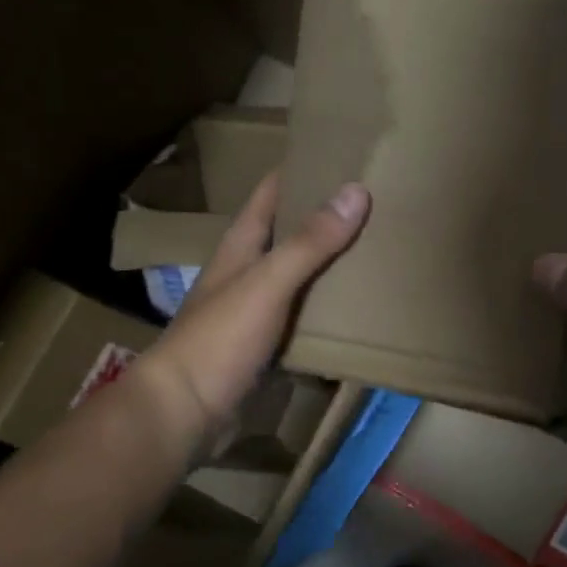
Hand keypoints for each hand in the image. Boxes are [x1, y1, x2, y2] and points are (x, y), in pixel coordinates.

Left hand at [132, 173, 368, 457]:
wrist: (186, 413)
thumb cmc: (220, 338)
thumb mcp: (268, 283)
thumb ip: (310, 242)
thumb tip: (356, 191)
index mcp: (242, 246)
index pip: (272, 192)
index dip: (302, 169)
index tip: (345, 154)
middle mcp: (249, 271)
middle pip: (292, 232)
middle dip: (328, 217)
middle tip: (379, 202)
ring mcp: (258, 310)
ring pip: (302, 276)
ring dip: (333, 264)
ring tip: (381, 248)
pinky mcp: (268, 346)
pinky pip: (306, 318)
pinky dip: (330, 310)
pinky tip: (361, 309)